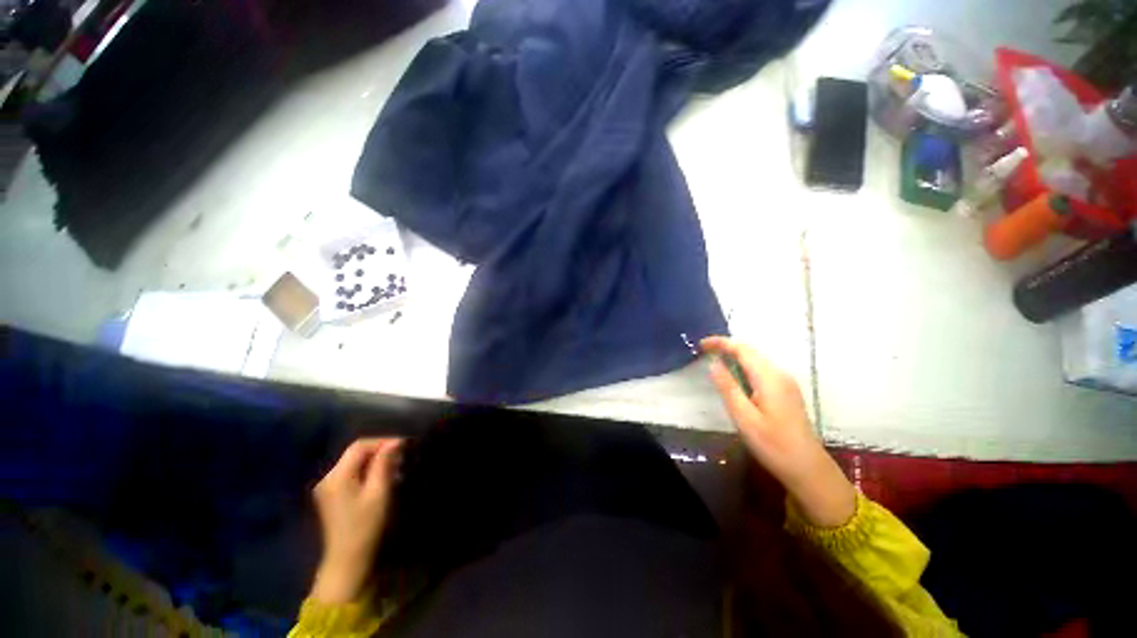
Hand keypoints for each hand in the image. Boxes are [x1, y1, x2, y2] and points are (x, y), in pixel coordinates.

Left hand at [310, 438, 403, 604]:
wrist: (347, 560)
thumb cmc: (365, 525)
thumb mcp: (379, 492)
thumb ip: (384, 464)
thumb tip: (395, 441)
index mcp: (337, 476)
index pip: (359, 446)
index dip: (382, 441)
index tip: (403, 444)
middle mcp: (328, 477)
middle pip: (355, 452)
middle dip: (379, 450)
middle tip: (401, 455)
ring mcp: (327, 487)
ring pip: (353, 462)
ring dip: (374, 460)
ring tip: (394, 465)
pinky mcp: (331, 495)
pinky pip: (350, 473)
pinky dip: (366, 470)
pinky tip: (380, 477)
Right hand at [701, 337, 855, 527]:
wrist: (807, 468)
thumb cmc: (773, 444)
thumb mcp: (743, 417)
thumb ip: (728, 387)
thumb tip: (713, 363)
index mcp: (769, 378)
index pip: (742, 349)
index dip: (721, 343)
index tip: (701, 345)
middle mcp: (779, 374)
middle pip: (750, 351)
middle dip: (727, 347)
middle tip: (704, 351)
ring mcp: (786, 382)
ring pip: (757, 359)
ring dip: (735, 355)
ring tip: (715, 360)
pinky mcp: (786, 391)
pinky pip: (762, 369)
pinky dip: (744, 365)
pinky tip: (735, 375)